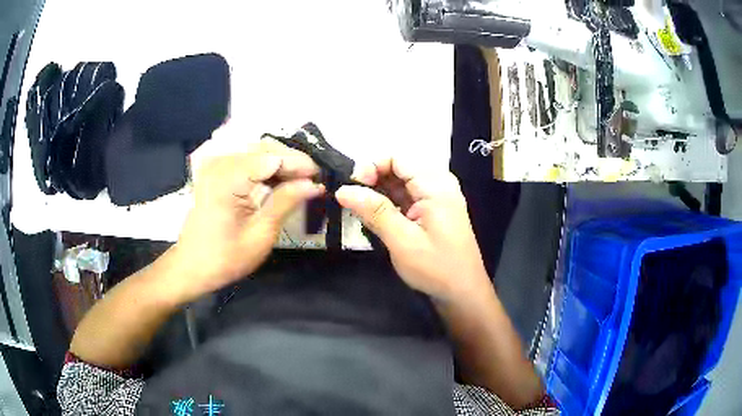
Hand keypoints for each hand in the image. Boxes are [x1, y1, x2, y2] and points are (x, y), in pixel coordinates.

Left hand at [170, 140, 323, 302]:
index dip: (300, 165)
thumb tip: (315, 184)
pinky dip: (264, 168)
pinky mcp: (215, 171)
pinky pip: (246, 160)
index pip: (273, 158)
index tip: (322, 178)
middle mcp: (221, 162)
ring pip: (257, 152)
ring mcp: (216, 164)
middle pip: (265, 149)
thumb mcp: (261, 233)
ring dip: (280, 164)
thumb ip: (287, 202)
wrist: (192, 266)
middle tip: (313, 181)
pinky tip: (278, 181)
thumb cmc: (226, 257)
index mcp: (229, 177)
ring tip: (300, 181)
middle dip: (292, 162)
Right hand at [335, 158, 489, 301]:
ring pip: (401, 183)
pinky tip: (375, 217)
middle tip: (352, 201)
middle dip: (373, 180)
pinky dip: (389, 203)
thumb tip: (343, 189)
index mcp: (436, 186)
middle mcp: (438, 184)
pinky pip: (407, 197)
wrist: (463, 293)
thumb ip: (374, 211)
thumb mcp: (402, 240)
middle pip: (399, 168)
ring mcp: (437, 198)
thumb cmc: (436, 268)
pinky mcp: (433, 211)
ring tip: (360, 211)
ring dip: (379, 193)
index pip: (398, 159)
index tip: (352, 187)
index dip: (371, 166)